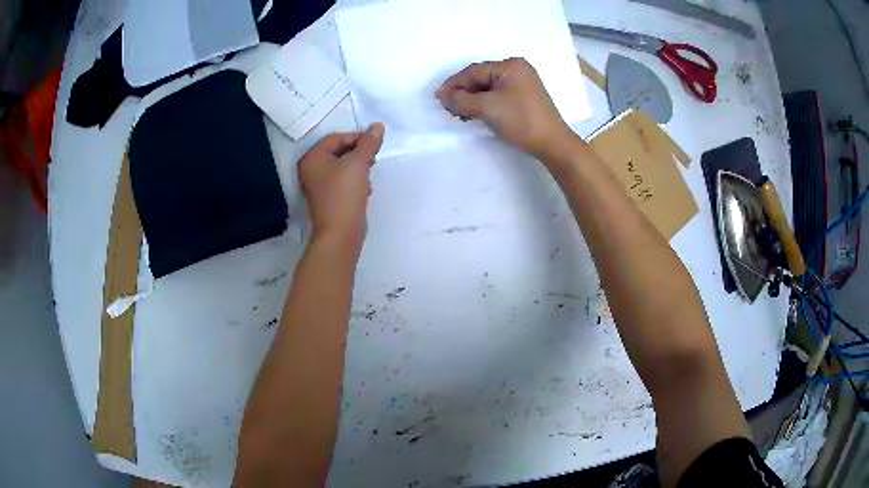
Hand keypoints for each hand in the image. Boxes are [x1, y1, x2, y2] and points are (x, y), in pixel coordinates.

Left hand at [298, 124, 384, 246]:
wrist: (340, 233)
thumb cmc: (344, 193)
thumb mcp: (358, 163)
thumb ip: (369, 142)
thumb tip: (378, 125)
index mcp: (312, 158)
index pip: (336, 138)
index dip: (358, 138)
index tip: (376, 144)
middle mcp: (311, 170)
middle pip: (339, 152)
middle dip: (359, 155)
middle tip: (373, 161)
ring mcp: (318, 186)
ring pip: (343, 167)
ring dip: (359, 169)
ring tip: (369, 178)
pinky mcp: (328, 199)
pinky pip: (343, 182)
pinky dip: (355, 182)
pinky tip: (365, 191)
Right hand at [436, 58, 573, 159]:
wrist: (552, 144)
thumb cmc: (521, 121)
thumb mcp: (487, 108)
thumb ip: (461, 100)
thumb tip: (442, 95)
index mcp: (511, 65)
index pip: (474, 71)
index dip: (454, 84)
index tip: (438, 98)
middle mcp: (517, 69)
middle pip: (481, 78)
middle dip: (463, 93)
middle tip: (449, 108)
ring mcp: (522, 83)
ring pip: (488, 88)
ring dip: (472, 100)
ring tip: (461, 114)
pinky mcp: (524, 97)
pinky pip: (498, 95)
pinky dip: (485, 104)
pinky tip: (476, 114)